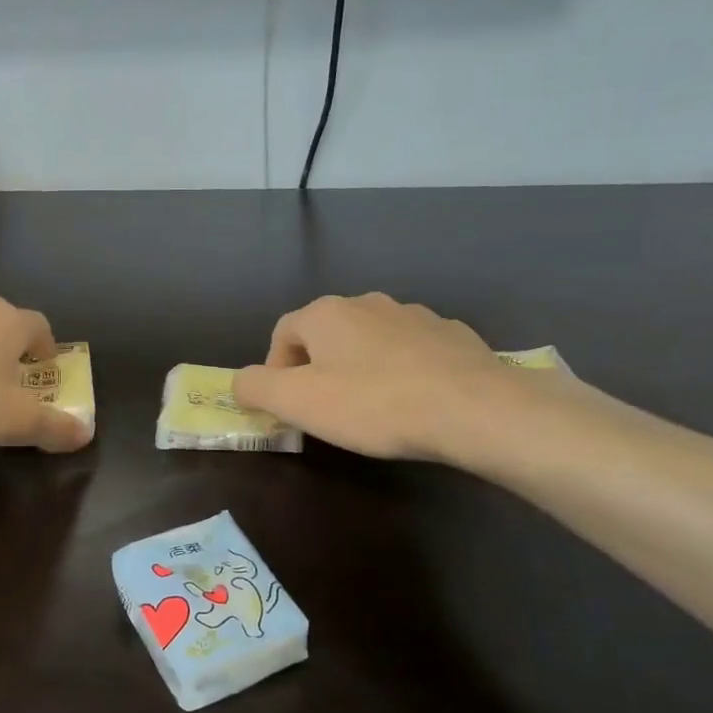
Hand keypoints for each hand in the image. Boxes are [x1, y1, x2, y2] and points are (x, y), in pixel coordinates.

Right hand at [233, 293, 553, 466]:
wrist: (472, 408)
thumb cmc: (372, 404)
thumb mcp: (297, 402)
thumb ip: (256, 388)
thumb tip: (240, 382)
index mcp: (326, 313)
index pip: (282, 333)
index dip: (275, 370)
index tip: (287, 406)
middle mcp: (367, 302)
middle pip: (326, 334)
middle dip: (317, 369)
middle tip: (326, 409)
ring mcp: (414, 314)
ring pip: (369, 340)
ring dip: (360, 367)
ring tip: (371, 407)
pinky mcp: (451, 334)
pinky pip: (410, 350)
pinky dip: (401, 370)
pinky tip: (413, 400)